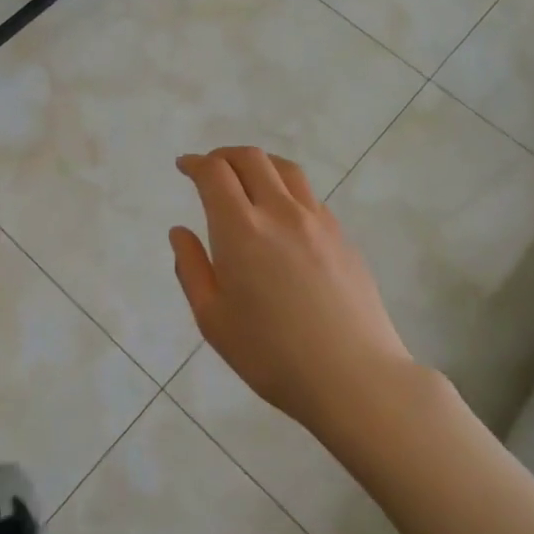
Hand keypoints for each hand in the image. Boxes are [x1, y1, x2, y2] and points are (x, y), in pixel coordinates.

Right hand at [171, 147, 411, 438]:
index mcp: (241, 229)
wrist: (353, 377)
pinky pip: (309, 196)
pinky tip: (282, 214)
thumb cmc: (271, 355)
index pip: (215, 173)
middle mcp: (280, 212)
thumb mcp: (213, 319)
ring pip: (285, 169)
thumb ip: (192, 268)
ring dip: (258, 164)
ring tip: (246, 179)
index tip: (185, 166)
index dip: (196, 163)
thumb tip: (180, 232)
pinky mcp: (342, 236)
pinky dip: (285, 188)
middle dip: (224, 156)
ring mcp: (317, 221)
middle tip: (210, 168)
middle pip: (251, 159)